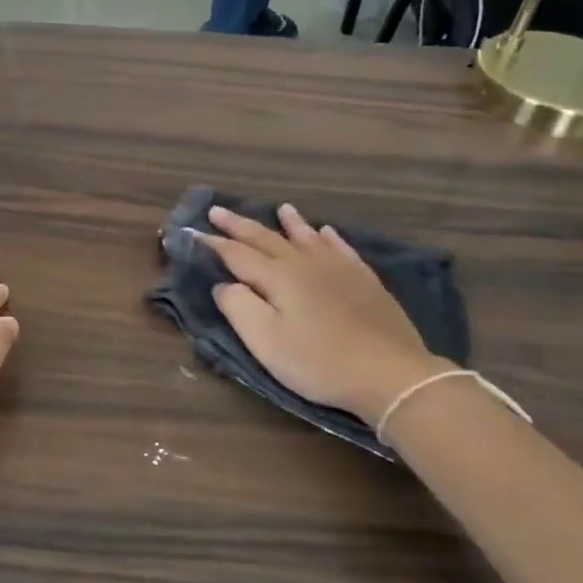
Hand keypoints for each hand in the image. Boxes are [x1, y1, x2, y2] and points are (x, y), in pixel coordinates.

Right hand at [197, 204, 446, 422]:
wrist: (390, 374)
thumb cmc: (318, 362)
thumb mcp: (265, 341)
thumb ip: (238, 307)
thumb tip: (224, 284)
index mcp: (277, 277)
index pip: (236, 254)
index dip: (212, 243)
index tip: (192, 231)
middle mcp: (305, 264)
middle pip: (266, 239)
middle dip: (239, 225)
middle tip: (217, 210)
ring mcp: (339, 269)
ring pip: (306, 238)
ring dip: (288, 223)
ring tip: (280, 208)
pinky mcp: (365, 281)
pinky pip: (342, 249)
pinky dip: (329, 237)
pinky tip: (327, 231)